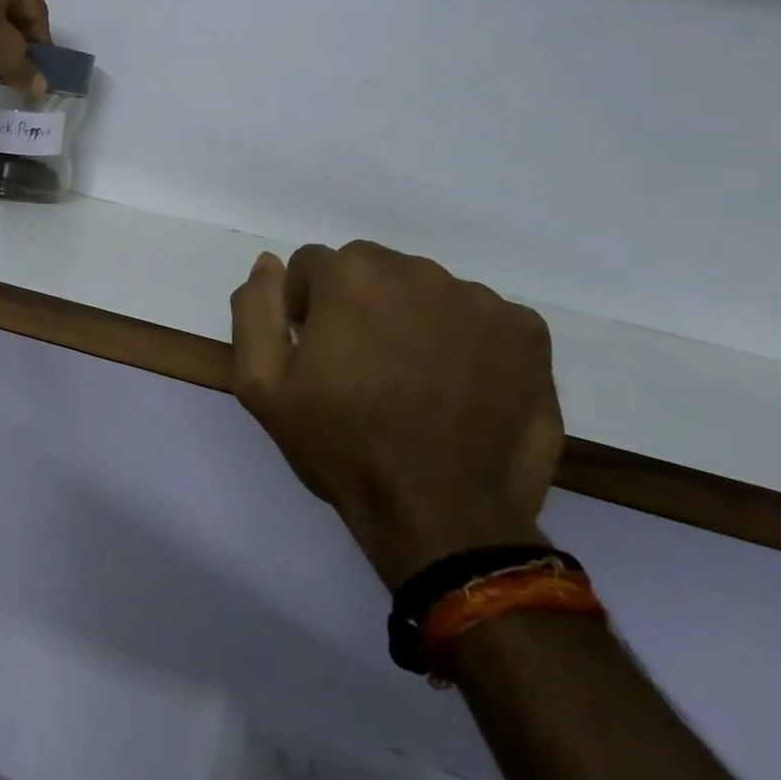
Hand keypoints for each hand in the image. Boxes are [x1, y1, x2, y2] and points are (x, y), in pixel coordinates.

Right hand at [230, 243, 562, 589]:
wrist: (441, 516)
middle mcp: (416, 270)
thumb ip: (254, 309)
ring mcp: (478, 299)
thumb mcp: (261, 385)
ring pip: (426, 290)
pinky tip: (460, 386)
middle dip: (358, 305)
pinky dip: (466, 340)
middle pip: (371, 270)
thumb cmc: (342, 446)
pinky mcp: (526, 331)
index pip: (313, 266)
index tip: (316, 354)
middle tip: (363, 368)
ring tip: (415, 381)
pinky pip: (480, 317)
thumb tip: (269, 263)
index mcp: (351, 275)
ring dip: (412, 319)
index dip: (305, 309)